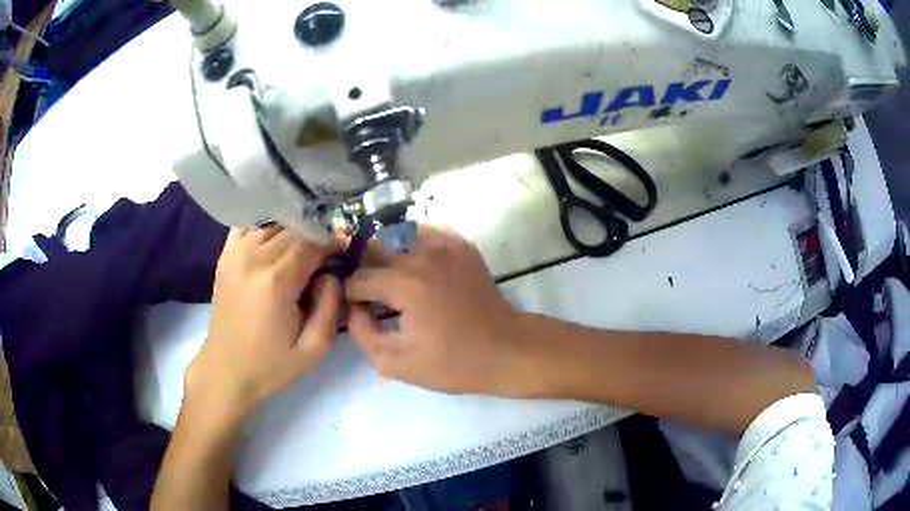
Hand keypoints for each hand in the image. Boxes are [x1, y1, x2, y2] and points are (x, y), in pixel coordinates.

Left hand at [186, 227, 342, 422]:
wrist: (226, 370)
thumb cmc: (271, 365)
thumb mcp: (314, 349)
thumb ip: (330, 307)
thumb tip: (330, 274)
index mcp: (276, 282)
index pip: (311, 243)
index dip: (331, 241)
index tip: (345, 246)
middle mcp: (253, 259)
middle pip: (292, 230)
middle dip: (315, 235)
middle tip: (328, 250)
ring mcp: (235, 255)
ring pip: (272, 225)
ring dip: (293, 230)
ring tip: (304, 247)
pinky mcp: (225, 258)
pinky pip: (248, 227)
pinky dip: (265, 227)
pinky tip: (275, 239)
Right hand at [345, 225, 523, 394]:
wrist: (504, 349)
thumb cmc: (452, 363)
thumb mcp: (397, 362)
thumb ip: (362, 333)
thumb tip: (351, 308)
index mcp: (404, 284)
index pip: (357, 279)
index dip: (350, 296)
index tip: (356, 310)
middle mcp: (421, 255)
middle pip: (373, 250)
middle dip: (365, 272)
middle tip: (372, 295)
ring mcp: (444, 245)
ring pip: (397, 236)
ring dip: (387, 255)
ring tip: (393, 279)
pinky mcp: (460, 244)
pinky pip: (424, 232)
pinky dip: (412, 243)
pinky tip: (416, 265)